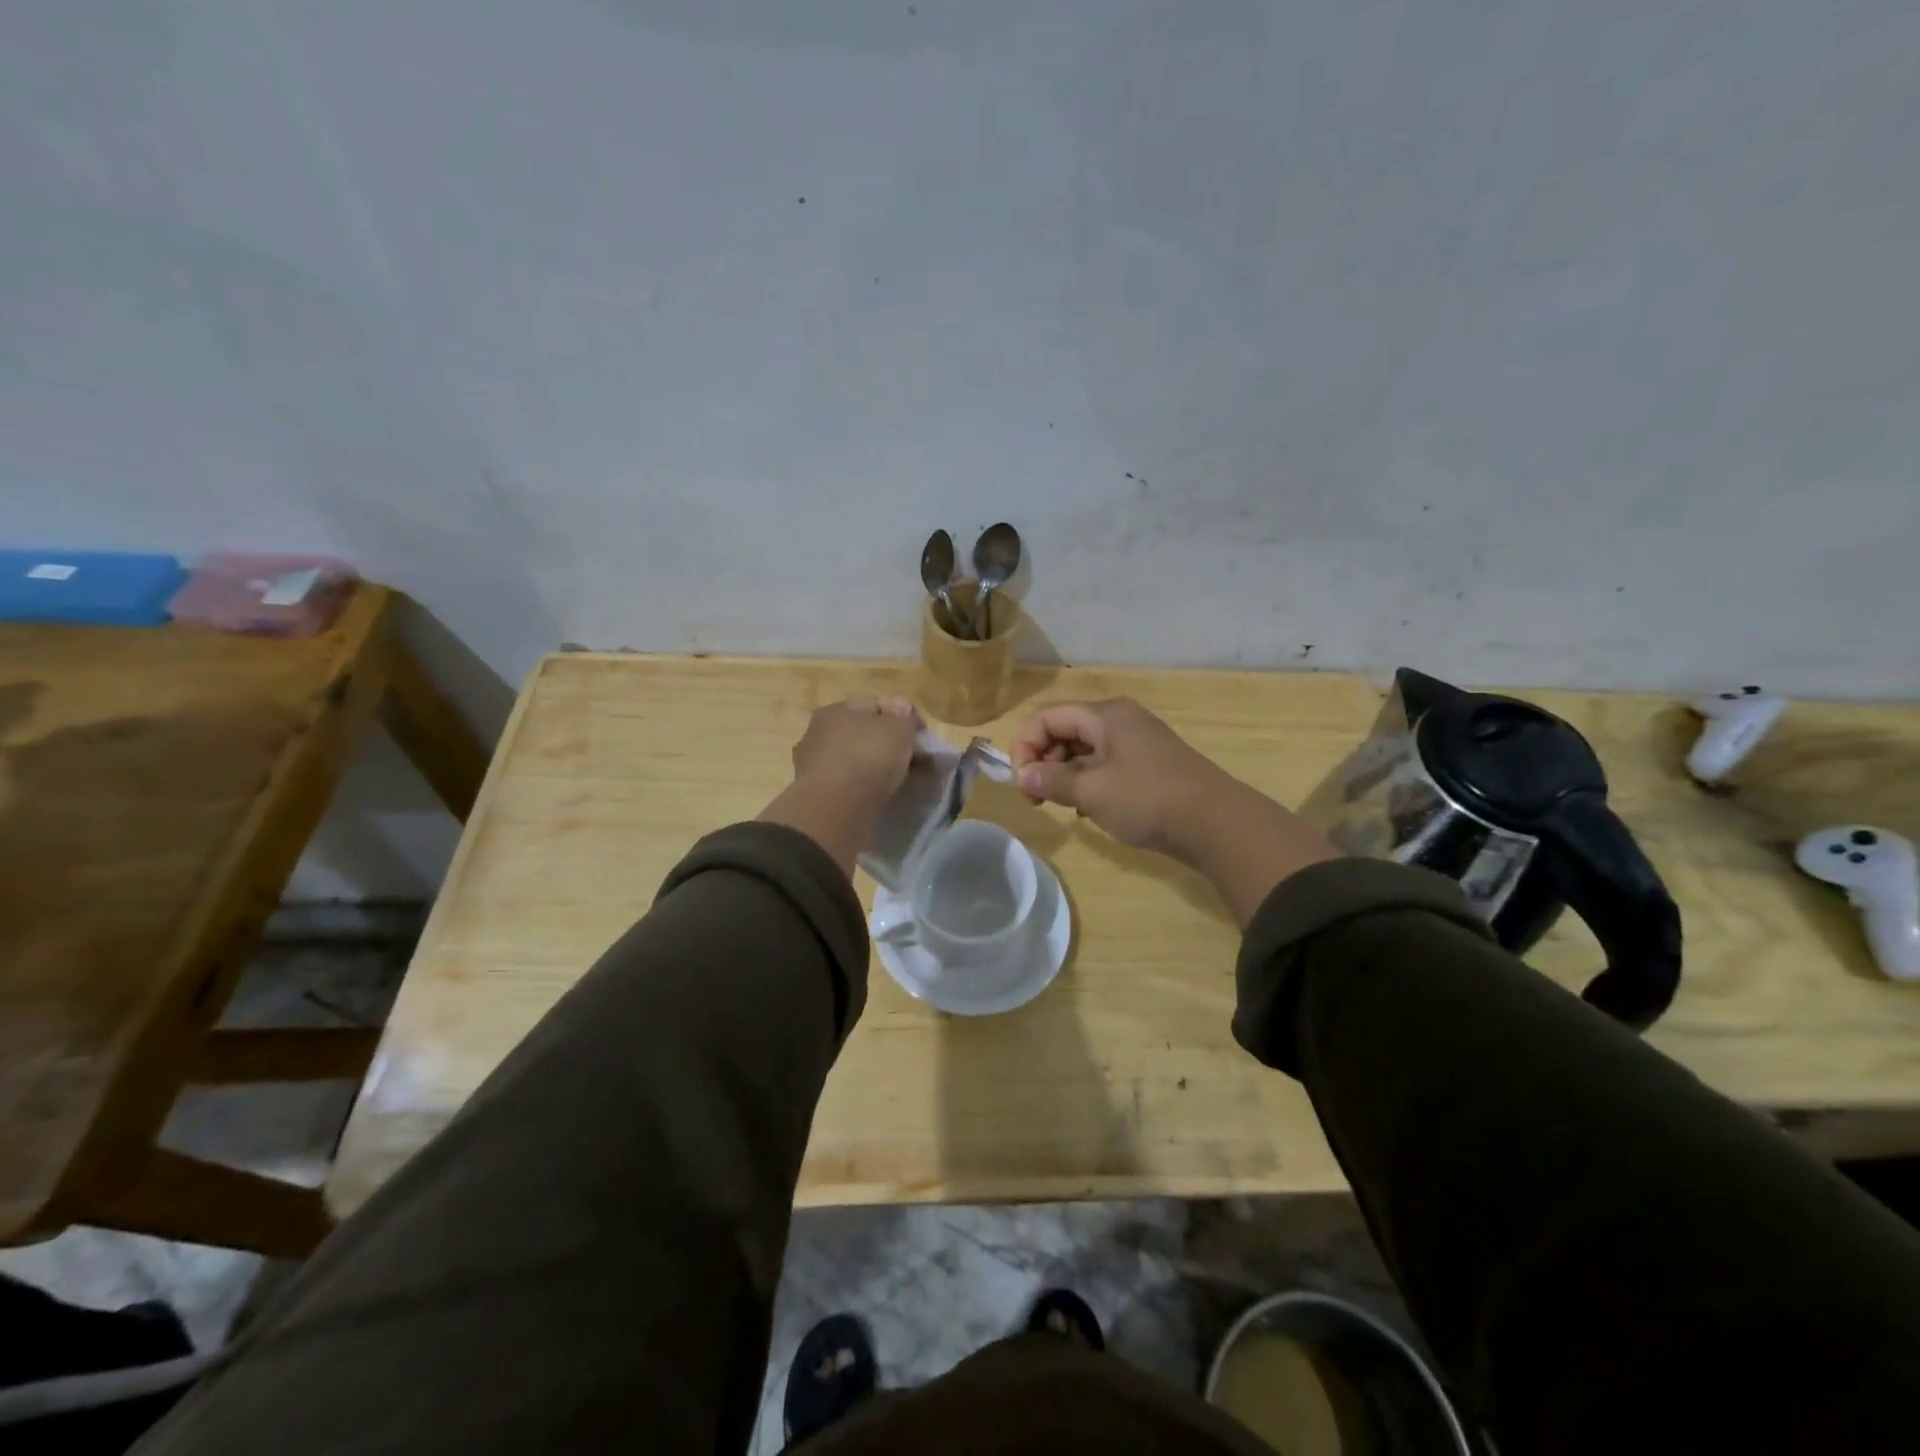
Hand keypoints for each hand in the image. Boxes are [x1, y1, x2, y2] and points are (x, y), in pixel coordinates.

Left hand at [760, 696, 919, 875]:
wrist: (834, 810)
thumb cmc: (867, 759)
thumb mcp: (898, 729)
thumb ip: (903, 716)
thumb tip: (900, 710)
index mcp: (836, 709)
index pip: (874, 704)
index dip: (901, 716)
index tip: (920, 736)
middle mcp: (819, 731)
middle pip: (860, 731)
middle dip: (884, 742)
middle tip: (908, 758)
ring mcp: (813, 763)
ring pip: (851, 757)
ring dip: (870, 765)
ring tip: (893, 780)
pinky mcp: (815, 792)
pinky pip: (845, 782)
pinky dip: (859, 786)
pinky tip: (874, 795)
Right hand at [1010, 698, 1233, 855]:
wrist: (1217, 823)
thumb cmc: (1148, 799)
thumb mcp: (1092, 791)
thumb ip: (1052, 781)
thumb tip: (1023, 776)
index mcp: (1105, 715)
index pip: (1047, 717)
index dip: (1025, 746)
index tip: (1021, 783)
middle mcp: (1120, 720)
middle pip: (1065, 730)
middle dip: (1043, 760)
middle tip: (1036, 798)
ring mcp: (1137, 742)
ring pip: (1084, 749)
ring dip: (1064, 774)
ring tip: (1061, 805)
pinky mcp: (1149, 765)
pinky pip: (1105, 764)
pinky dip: (1088, 782)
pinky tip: (1088, 810)